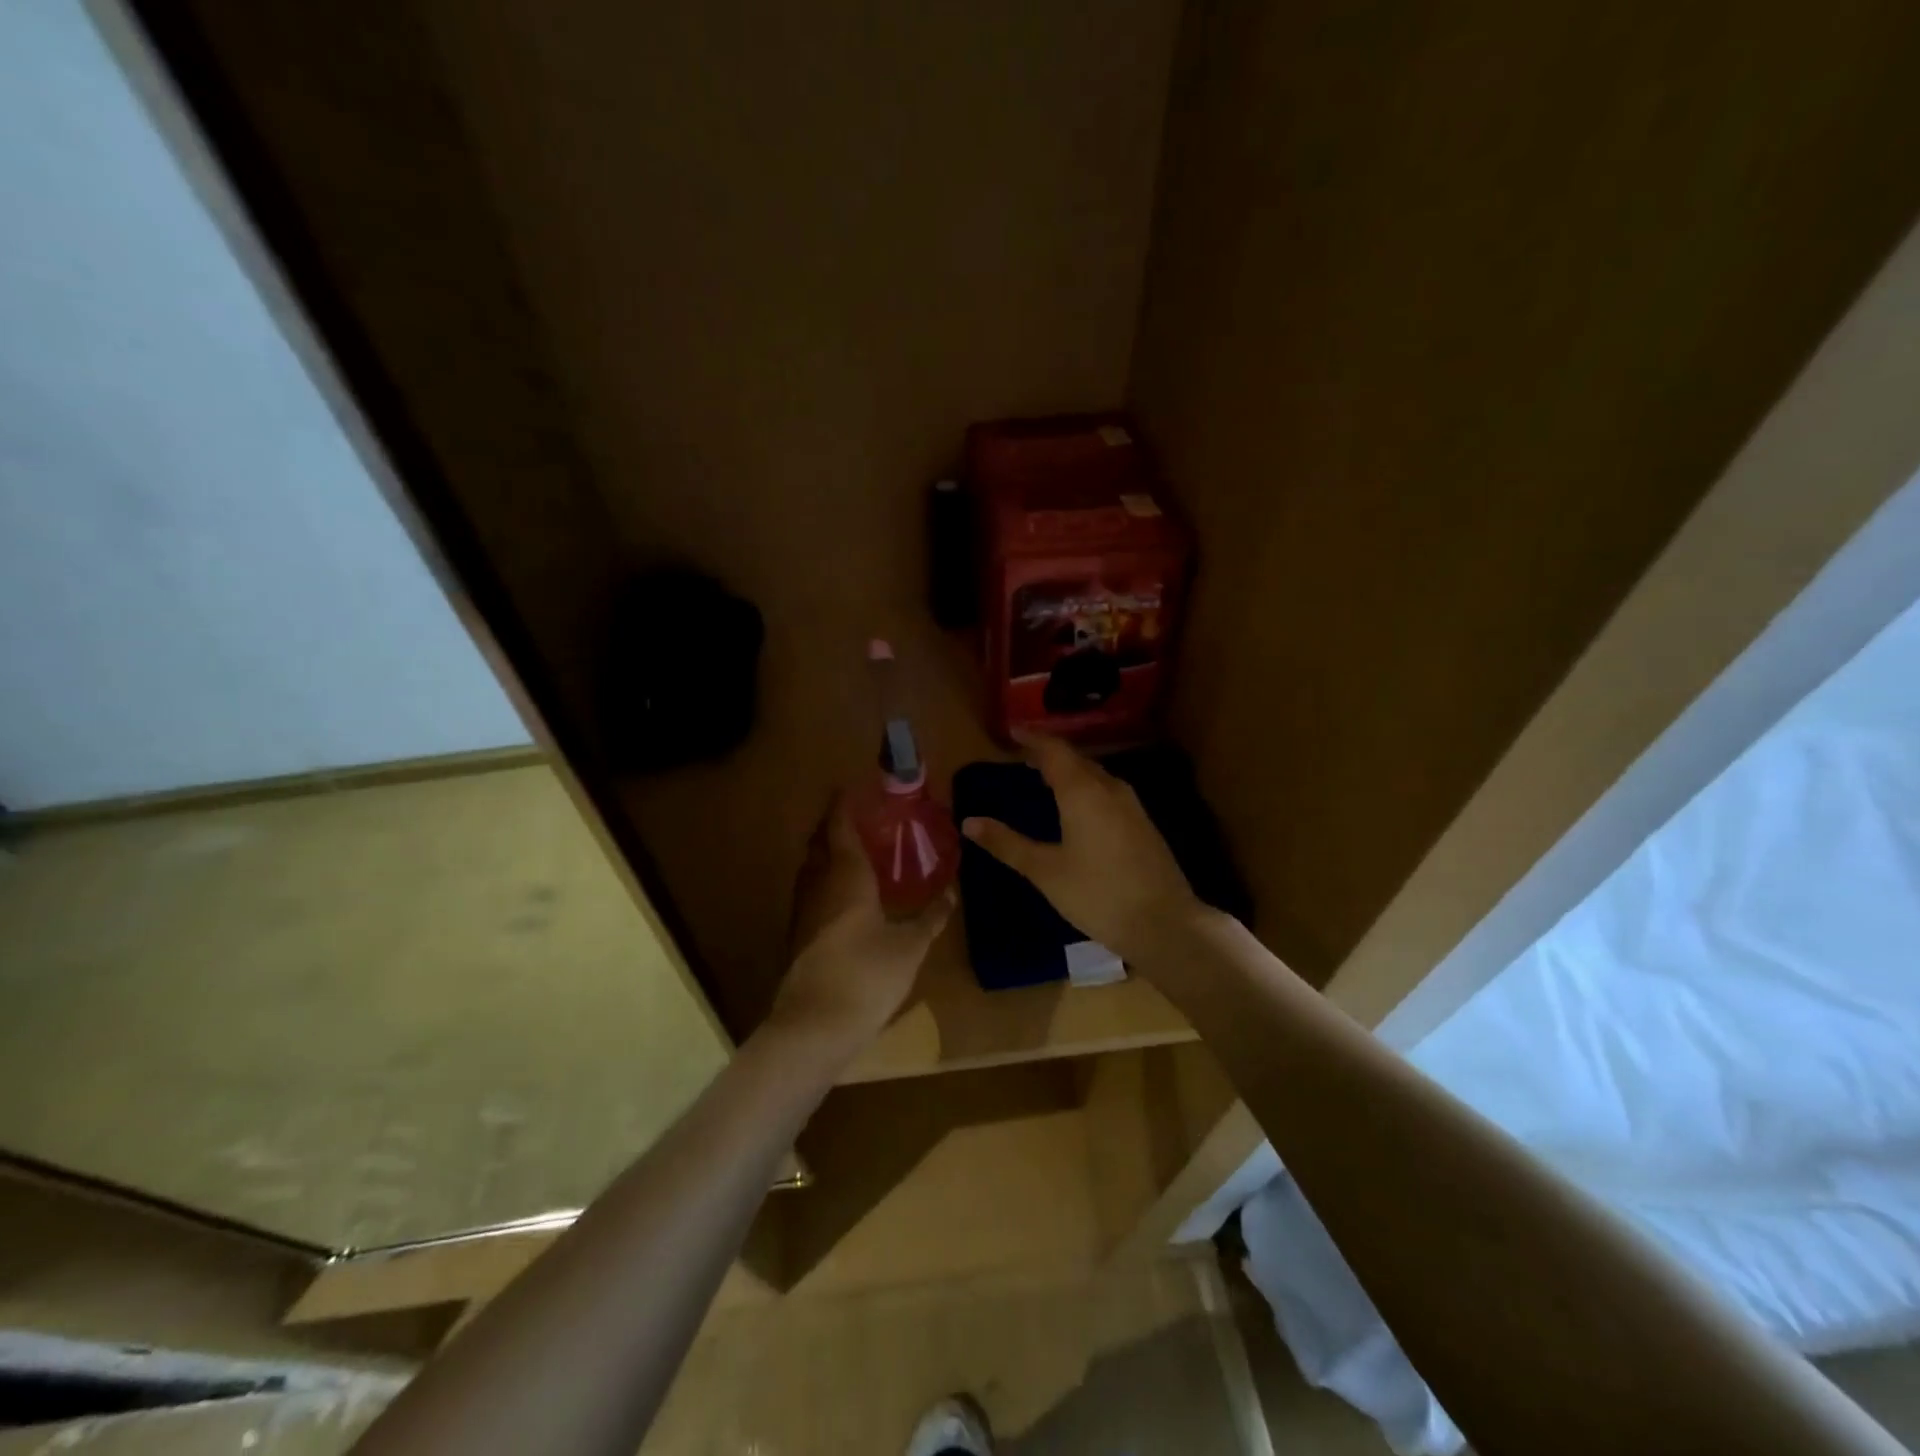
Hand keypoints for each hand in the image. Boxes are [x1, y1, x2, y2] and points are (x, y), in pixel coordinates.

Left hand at [770, 796, 953, 1053]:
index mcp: (846, 875)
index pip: (840, 825)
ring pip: (813, 867)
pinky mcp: (800, 935)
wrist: (815, 1026)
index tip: (855, 787)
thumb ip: (932, 916)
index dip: (845, 803)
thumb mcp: (910, 946)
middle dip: (835, 824)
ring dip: (829, 851)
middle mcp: (819, 884)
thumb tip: (953, 891)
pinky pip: (813, 890)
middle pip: (820, 842)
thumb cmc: (867, 974)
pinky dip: (827, 878)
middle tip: (861, 817)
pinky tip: (847, 894)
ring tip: (857, 850)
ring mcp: (804, 910)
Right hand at [960, 730, 1200, 965]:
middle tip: (1023, 758)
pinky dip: (1086, 788)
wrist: (1164, 923)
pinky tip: (1079, 809)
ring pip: (1095, 776)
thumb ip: (1007, 844)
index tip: (1012, 732)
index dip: (1032, 739)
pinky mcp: (1143, 824)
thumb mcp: (1045, 871)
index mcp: (1082, 792)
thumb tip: (969, 821)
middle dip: (1049, 755)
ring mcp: (1132, 806)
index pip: (1054, 751)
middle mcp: (1109, 789)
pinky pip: (1108, 792)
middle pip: (1076, 760)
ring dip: (1070, 772)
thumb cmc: (1097, 894)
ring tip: (1046, 779)